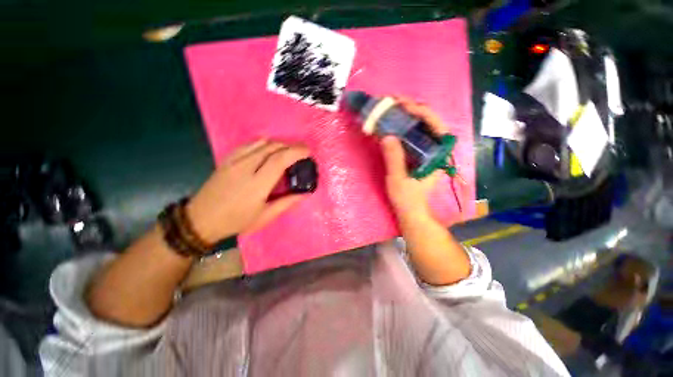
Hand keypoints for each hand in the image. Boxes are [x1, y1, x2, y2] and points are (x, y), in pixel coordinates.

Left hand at [187, 140, 309, 242]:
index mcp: (257, 184)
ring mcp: (234, 161)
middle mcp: (245, 168)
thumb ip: (286, 203)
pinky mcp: (227, 159)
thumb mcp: (265, 216)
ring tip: (288, 150)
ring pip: (260, 143)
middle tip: (302, 150)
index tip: (307, 152)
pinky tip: (268, 147)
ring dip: (278, 144)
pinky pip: (248, 144)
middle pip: (272, 147)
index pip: (279, 160)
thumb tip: (304, 193)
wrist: (201, 219)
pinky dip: (262, 143)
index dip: (295, 152)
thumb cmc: (236, 221)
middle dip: (290, 146)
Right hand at [381, 98, 447, 222]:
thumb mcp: (398, 179)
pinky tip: (392, 123)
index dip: (422, 112)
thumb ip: (394, 159)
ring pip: (421, 127)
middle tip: (394, 102)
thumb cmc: (407, 198)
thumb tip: (387, 136)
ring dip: (407, 116)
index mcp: (436, 156)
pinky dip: (403, 127)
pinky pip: (412, 135)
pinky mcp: (417, 154)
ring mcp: (426, 152)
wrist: (411, 211)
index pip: (436, 126)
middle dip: (413, 109)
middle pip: (429, 123)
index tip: (404, 106)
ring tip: (392, 107)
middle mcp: (435, 150)